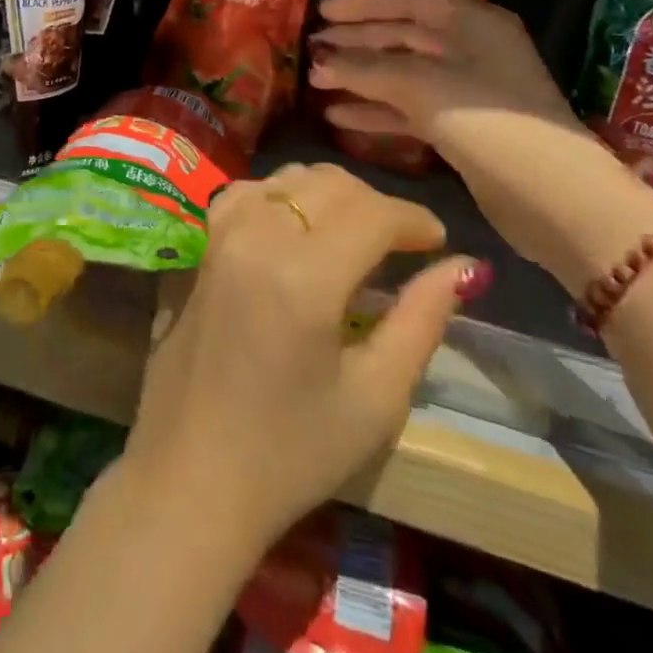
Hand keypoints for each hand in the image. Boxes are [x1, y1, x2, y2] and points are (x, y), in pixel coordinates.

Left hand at [117, 163, 477, 552]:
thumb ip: (421, 320)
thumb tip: (462, 266)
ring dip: (330, 196)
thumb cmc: (291, 452)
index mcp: (303, 276)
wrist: (191, 474)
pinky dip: (282, 196)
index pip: (373, 213)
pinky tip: (296, 229)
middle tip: (401, 244)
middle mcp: (256, 235)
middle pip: (331, 185)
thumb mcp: (376, 399)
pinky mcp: (197, 243)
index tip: (438, 242)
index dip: (415, 219)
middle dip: (377, 205)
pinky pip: (248, 191)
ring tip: (354, 236)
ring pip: (288, 178)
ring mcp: (218, 233)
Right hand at [307, 0, 576, 139]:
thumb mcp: (420, 85)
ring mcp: (467, 90)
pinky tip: (339, 117)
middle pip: (403, 34)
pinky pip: (410, 108)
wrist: (551, 197)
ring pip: (403, 73)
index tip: (321, 12)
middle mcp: (471, 48)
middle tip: (312, 47)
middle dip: (356, 41)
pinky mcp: (462, 128)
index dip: (362, 2)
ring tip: (316, 81)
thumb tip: (318, 61)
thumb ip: (364, 68)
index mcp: (471, 21)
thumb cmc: (486, 120)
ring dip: (360, 77)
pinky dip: (377, 110)